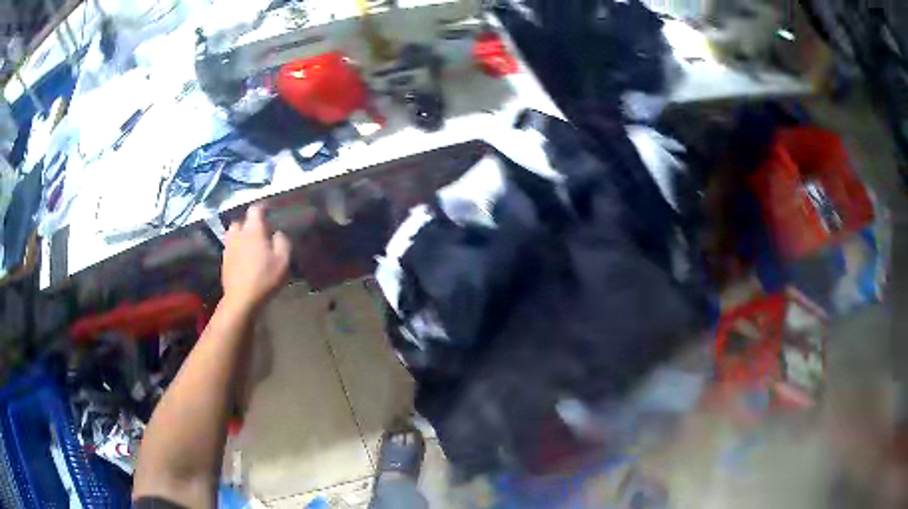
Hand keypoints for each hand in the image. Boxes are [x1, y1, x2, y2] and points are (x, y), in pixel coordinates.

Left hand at [222, 204, 290, 310]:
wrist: (241, 299)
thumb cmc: (264, 278)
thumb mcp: (283, 261)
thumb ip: (282, 242)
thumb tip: (278, 233)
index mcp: (253, 230)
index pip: (255, 210)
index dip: (262, 207)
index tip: (269, 209)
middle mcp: (238, 235)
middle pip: (240, 221)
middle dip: (248, 222)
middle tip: (258, 230)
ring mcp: (228, 248)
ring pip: (232, 234)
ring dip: (239, 234)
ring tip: (248, 242)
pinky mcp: (224, 261)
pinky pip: (230, 248)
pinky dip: (236, 248)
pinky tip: (242, 257)